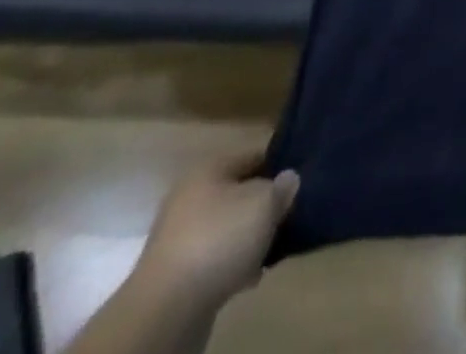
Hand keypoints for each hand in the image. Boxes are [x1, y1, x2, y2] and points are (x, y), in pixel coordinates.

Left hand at [132, 152, 299, 315]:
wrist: (167, 310)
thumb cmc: (219, 240)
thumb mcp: (264, 204)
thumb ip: (282, 187)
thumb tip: (288, 179)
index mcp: (208, 168)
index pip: (253, 155)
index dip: (279, 164)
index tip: (298, 180)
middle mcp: (189, 196)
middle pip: (238, 192)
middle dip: (262, 205)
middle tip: (286, 216)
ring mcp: (179, 236)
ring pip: (226, 227)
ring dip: (248, 237)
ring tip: (270, 248)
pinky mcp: (176, 272)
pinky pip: (214, 257)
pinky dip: (232, 263)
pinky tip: (249, 275)